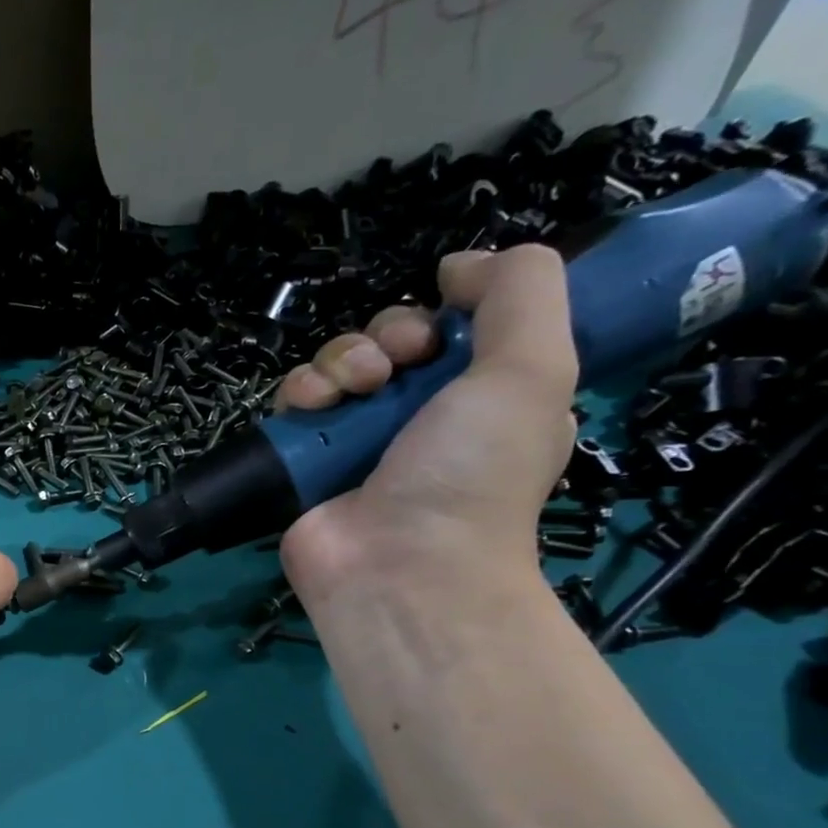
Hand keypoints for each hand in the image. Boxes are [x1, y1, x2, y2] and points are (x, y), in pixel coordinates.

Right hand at [275, 244, 578, 606]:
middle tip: (393, 365)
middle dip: (387, 334)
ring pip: (335, 364)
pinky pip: (293, 403)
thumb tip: (459, 263)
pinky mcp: (305, 460)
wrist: (399, 564)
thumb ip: (520, 291)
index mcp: (480, 396)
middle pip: (388, 339)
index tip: (441, 330)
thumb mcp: (533, 367)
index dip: (443, 313)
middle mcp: (417, 416)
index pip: (452, 328)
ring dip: (339, 361)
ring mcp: (355, 440)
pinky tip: (311, 407)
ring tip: (351, 390)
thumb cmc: (473, 470)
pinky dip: (299, 393)